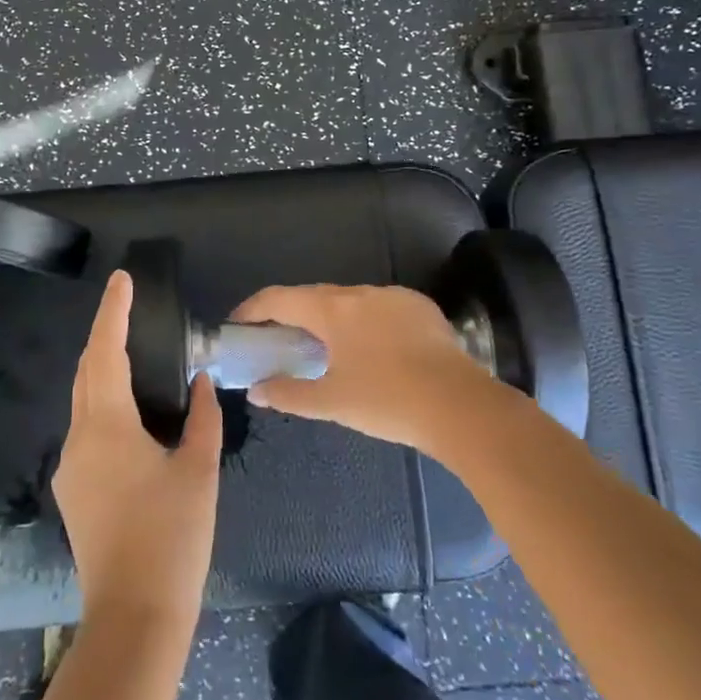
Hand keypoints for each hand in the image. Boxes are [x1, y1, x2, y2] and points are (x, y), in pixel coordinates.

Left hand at [54, 270, 222, 624]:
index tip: (122, 280)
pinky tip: (133, 417)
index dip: (113, 312)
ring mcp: (71, 468)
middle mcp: (79, 439)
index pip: (105, 352)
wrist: (135, 617)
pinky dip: (106, 407)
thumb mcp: (199, 471)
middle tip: (130, 312)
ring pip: (84, 402)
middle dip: (105, 337)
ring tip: (136, 358)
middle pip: (86, 372)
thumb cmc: (173, 538)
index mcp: (108, 426)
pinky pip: (87, 431)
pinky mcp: (73, 492)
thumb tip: (200, 383)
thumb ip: (203, 418)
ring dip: (104, 372)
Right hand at [230, 283, 494, 451]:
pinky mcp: (420, 307)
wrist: (461, 406)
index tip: (238, 325)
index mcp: (332, 310)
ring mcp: (393, 296)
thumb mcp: (332, 403)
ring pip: (348, 301)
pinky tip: (371, 349)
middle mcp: (360, 293)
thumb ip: (289, 394)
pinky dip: (362, 322)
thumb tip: (257, 391)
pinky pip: (379, 307)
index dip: (253, 309)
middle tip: (277, 340)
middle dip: (290, 314)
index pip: (279, 298)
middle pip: (313, 296)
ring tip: (325, 347)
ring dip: (329, 318)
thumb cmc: (388, 402)